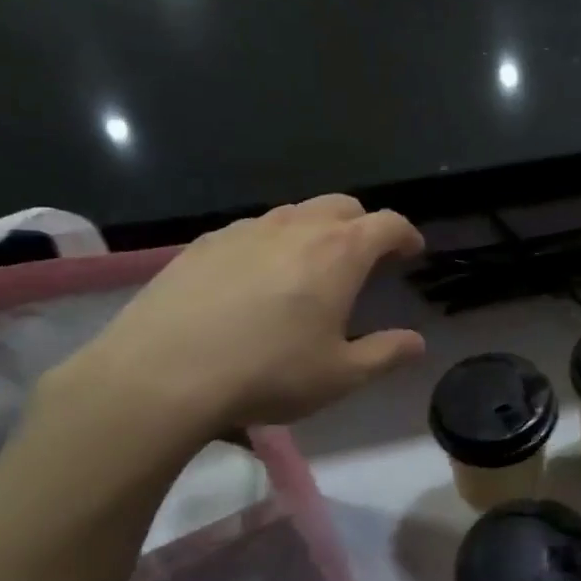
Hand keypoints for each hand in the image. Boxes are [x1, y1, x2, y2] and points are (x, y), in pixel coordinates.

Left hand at [42, 195, 424, 462]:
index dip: (406, 234)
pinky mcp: (205, 243)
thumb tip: (417, 343)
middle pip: (342, 205)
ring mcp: (246, 230)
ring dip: (316, 229)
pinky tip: (257, 278)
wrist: (162, 373)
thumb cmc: (268, 373)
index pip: (386, 224)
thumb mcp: (340, 375)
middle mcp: (296, 227)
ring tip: (312, 265)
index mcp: (338, 253)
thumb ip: (386, 354)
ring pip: (295, 213)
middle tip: (365, 256)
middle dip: (363, 224)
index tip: (412, 251)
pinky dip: (272, 242)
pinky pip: (253, 229)